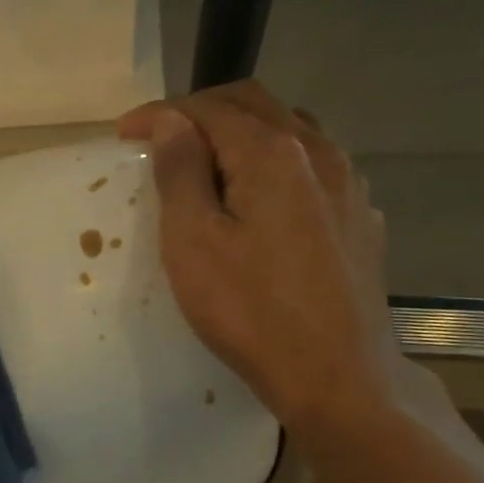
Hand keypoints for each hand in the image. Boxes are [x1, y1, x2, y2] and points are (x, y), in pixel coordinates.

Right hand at [117, 82, 412, 437]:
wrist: (335, 374)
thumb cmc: (250, 313)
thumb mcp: (194, 244)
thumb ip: (181, 174)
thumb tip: (172, 121)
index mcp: (273, 153)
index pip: (209, 110)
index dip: (161, 114)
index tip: (124, 135)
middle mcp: (319, 153)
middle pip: (256, 107)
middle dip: (203, 114)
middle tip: (162, 140)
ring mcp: (348, 186)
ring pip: (290, 134)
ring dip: (243, 137)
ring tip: (209, 168)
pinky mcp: (359, 220)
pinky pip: (313, 171)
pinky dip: (276, 168)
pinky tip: (263, 203)